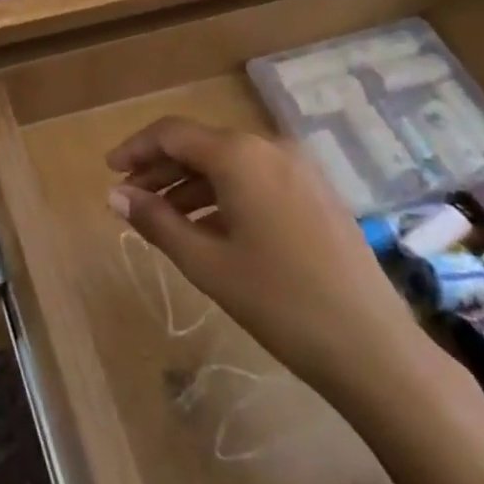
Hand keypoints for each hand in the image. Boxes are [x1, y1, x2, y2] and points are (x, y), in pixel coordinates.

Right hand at [106, 117, 426, 395]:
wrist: (374, 349)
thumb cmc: (279, 302)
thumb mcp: (205, 262)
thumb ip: (156, 220)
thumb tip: (115, 194)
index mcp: (240, 155)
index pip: (172, 134)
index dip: (136, 148)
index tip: (109, 171)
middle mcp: (270, 147)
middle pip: (201, 145)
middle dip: (161, 169)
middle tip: (129, 199)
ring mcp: (299, 169)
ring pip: (229, 163)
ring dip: (190, 185)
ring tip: (162, 219)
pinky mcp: (317, 193)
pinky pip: (256, 179)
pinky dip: (223, 195)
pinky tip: (208, 228)